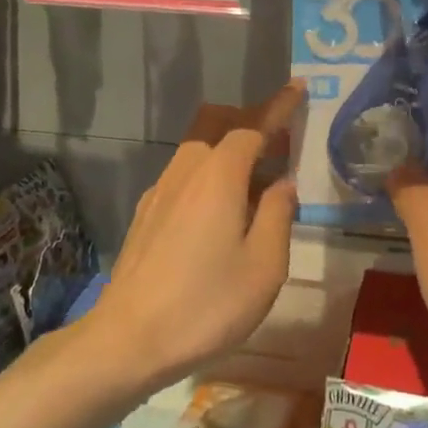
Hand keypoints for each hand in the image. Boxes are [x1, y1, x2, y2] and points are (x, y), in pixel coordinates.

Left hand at [88, 81, 303, 388]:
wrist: (129, 339)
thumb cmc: (207, 304)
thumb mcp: (264, 266)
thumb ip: (277, 215)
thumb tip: (282, 184)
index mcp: (218, 177)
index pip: (252, 126)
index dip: (278, 107)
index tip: (298, 88)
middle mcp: (185, 172)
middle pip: (216, 124)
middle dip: (248, 121)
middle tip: (278, 142)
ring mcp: (159, 192)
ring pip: (196, 149)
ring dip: (227, 149)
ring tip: (255, 182)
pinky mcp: (146, 215)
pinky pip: (183, 174)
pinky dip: (208, 173)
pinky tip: (219, 211)